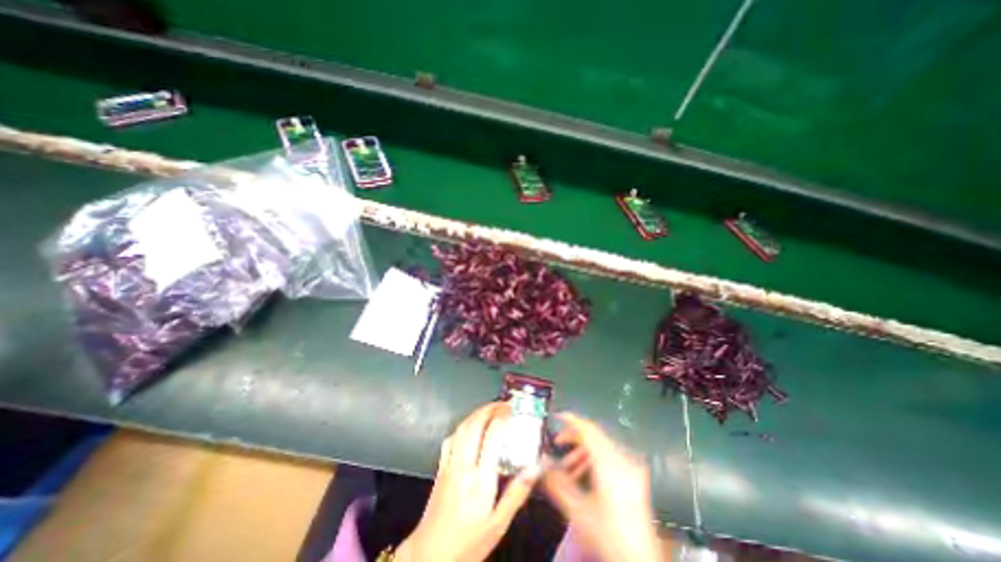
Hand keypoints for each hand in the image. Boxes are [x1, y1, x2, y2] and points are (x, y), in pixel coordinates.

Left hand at [398, 402, 538, 559]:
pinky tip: (469, 427)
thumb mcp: (498, 524)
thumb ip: (517, 493)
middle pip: (474, 425)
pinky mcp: (440, 468)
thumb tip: (535, 468)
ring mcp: (449, 464)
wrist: (429, 557)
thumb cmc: (468, 543)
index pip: (492, 436)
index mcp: (480, 479)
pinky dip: (462, 426)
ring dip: (476, 413)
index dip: (503, 417)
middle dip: (489, 408)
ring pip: (462, 428)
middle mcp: (463, 465)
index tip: (514, 409)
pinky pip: (451, 438)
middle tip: (503, 404)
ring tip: (490, 409)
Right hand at [540, 413, 661, 561]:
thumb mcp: (578, 512)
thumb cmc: (609, 535)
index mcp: (610, 464)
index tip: (557, 416)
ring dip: (582, 451)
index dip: (572, 420)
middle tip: (557, 444)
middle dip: (573, 438)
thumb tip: (541, 465)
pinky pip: (610, 456)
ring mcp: (630, 467)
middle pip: (595, 436)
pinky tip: (583, 474)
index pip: (588, 430)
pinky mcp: (634, 476)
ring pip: (601, 446)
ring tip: (567, 466)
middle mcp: (623, 459)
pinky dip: (593, 459)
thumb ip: (557, 484)